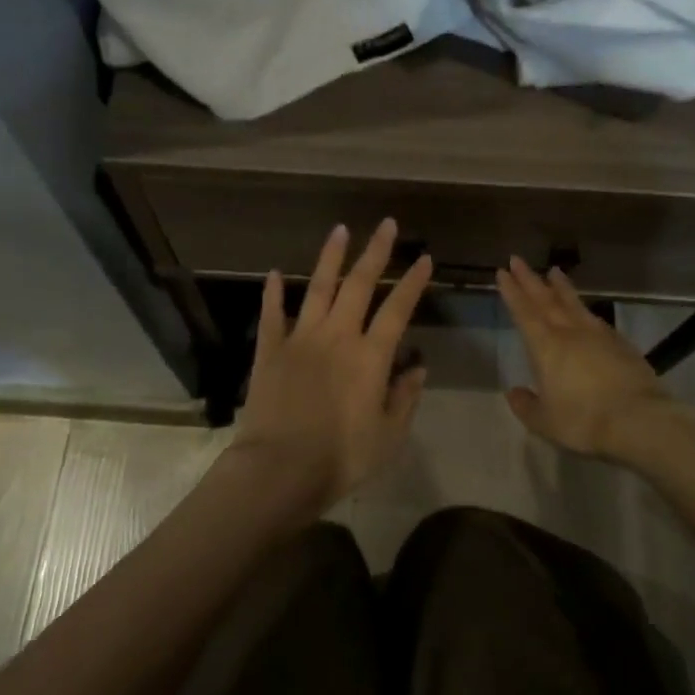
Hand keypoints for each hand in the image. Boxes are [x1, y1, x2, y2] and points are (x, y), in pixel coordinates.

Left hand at [232, 220, 432, 514]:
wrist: (280, 469)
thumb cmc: (341, 457)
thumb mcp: (389, 436)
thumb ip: (405, 398)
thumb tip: (417, 368)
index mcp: (370, 357)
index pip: (398, 309)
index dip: (413, 282)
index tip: (424, 258)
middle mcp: (337, 336)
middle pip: (359, 285)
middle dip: (375, 252)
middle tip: (386, 224)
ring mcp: (300, 339)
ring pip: (317, 288)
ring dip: (330, 258)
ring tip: (340, 230)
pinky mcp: (270, 351)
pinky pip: (272, 315)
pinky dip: (272, 293)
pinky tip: (272, 273)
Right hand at [496, 256, 676, 461]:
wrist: (639, 420)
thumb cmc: (584, 421)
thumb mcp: (545, 421)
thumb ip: (526, 406)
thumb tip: (514, 392)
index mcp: (546, 348)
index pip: (524, 313)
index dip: (512, 292)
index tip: (503, 271)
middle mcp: (570, 333)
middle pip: (546, 300)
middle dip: (530, 280)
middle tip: (518, 259)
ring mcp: (599, 336)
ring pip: (574, 304)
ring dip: (561, 287)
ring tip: (554, 271)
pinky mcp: (621, 344)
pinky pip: (596, 319)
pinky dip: (584, 310)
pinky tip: (585, 311)